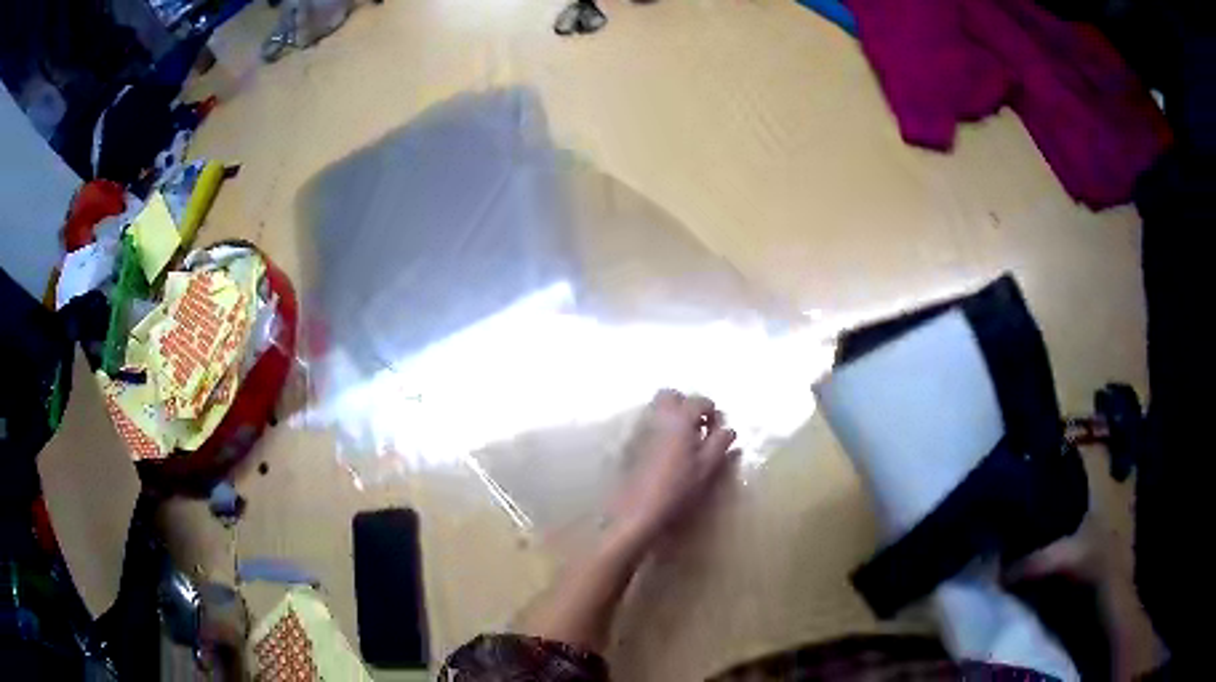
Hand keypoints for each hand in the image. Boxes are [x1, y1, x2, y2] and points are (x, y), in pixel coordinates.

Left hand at [610, 390, 737, 546]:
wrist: (637, 508)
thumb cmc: (677, 487)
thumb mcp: (707, 467)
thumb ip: (719, 444)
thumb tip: (728, 430)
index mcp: (680, 418)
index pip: (700, 401)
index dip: (712, 413)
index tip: (717, 431)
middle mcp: (657, 415)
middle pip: (672, 395)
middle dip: (686, 405)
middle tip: (697, 428)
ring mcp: (639, 428)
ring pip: (656, 408)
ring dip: (671, 416)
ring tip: (683, 441)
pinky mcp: (628, 442)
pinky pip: (646, 424)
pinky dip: (658, 429)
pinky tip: (665, 452)